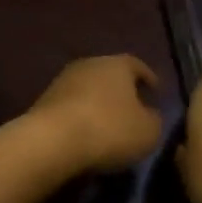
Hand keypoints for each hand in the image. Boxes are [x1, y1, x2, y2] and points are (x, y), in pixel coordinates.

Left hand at [28, 54, 162, 173]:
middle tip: (133, 108)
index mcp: (118, 64)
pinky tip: (86, 132)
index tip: (155, 90)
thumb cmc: (109, 129)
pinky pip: (72, 104)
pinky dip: (81, 115)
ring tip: (108, 124)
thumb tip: (151, 115)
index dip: (148, 78)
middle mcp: (90, 63)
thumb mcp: (148, 132)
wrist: (53, 139)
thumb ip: (154, 120)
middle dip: (122, 90)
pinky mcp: (46, 99)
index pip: (137, 65)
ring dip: (99, 102)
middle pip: (110, 74)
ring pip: (89, 88)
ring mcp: (64, 79)